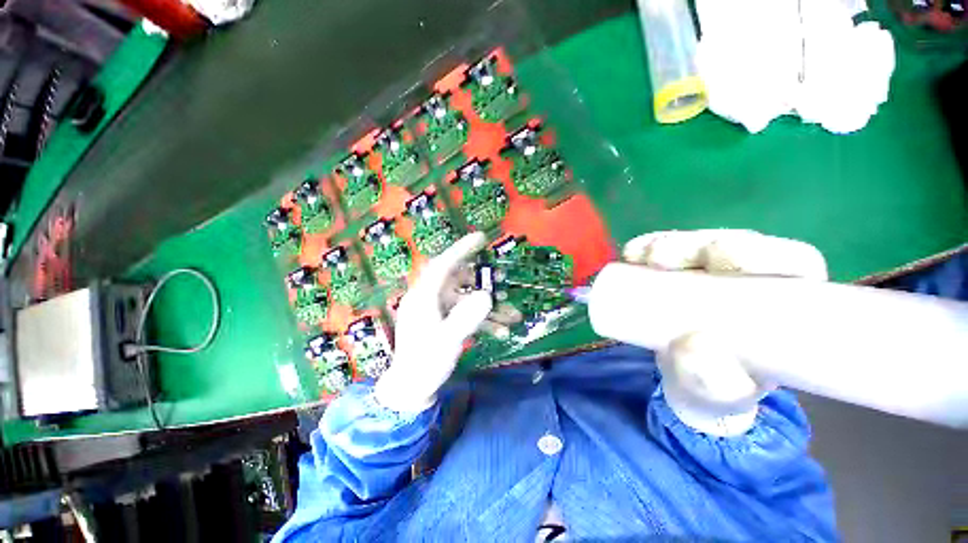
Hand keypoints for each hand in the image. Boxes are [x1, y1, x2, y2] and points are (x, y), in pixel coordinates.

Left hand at [374, 233, 493, 412]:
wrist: (412, 390)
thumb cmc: (425, 363)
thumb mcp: (447, 341)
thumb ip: (467, 318)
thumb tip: (487, 295)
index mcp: (423, 297)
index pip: (442, 265)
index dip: (461, 249)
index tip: (481, 238)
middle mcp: (430, 298)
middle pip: (457, 280)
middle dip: (481, 279)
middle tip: (501, 278)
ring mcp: (438, 311)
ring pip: (466, 299)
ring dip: (488, 305)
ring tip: (511, 313)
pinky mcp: (444, 322)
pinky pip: (466, 314)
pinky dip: (483, 320)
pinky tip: (502, 331)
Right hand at [622, 229, 826, 435]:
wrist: (687, 380)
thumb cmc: (721, 387)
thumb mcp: (725, 394)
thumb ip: (716, 381)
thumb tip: (694, 343)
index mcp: (787, 302)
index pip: (789, 261)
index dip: (759, 251)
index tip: (719, 259)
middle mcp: (752, 277)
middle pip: (735, 243)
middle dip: (698, 245)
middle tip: (664, 259)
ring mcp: (711, 271)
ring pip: (697, 243)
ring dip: (668, 244)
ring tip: (641, 256)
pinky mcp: (678, 271)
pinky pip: (664, 250)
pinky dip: (646, 247)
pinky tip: (632, 252)